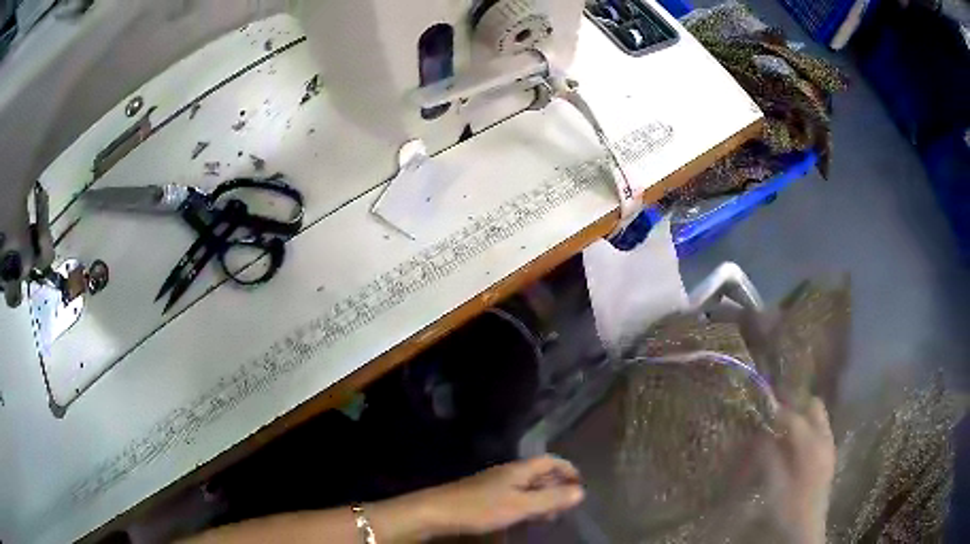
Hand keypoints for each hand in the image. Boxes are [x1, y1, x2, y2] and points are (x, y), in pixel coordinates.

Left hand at [414, 455, 584, 536]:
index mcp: (517, 470)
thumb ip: (550, 499)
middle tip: (568, 503)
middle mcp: (506, 472)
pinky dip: (527, 503)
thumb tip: (580, 491)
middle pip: (538, 473)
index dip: (567, 468)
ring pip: (525, 486)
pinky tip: (525, 517)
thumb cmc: (480, 508)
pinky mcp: (482, 496)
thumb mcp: (520, 506)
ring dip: (542, 496)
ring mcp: (493, 484)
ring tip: (551, 514)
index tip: (580, 483)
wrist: (436, 512)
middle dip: (556, 485)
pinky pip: (513, 495)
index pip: (548, 461)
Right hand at [761, 397, 835, 543]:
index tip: (763, 410)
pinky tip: (794, 445)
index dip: (778, 412)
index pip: (794, 417)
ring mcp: (829, 446)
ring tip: (783, 428)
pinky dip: (807, 430)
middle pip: (814, 407)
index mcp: (811, 445)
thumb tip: (761, 435)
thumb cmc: (789, 507)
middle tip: (777, 412)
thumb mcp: (774, 485)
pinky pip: (820, 431)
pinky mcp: (828, 456)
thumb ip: (769, 457)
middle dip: (796, 405)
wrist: (807, 527)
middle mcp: (824, 439)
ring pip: (819, 418)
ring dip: (802, 417)